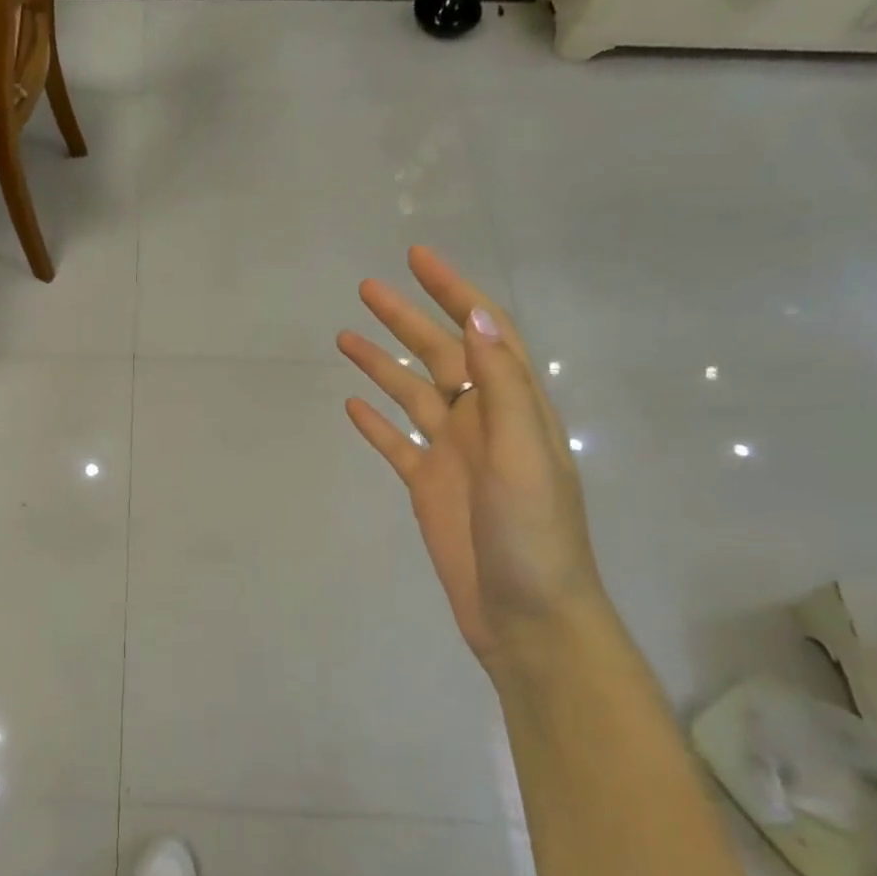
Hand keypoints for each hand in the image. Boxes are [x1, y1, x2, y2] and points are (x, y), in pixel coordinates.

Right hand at [338, 247, 605, 676]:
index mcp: (512, 407)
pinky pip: (396, 443)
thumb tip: (477, 316)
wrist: (528, 618)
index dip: (453, 291)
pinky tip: (351, 405)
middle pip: (439, 354)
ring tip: (343, 337)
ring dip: (380, 364)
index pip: (483, 332)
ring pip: (411, 394)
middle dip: (405, 317)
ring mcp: (452, 455)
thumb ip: (501, 386)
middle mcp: (482, 421)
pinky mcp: (427, 486)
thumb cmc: (533, 536)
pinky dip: (375, 422)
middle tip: (365, 287)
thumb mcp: (523, 454)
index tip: (417, 257)